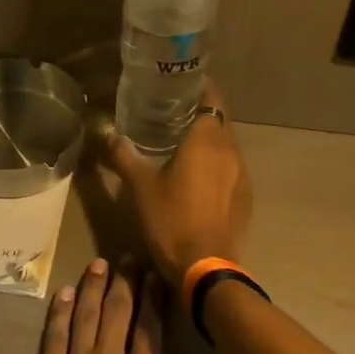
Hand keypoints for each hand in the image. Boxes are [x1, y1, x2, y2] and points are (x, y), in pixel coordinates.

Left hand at [26, 259, 221, 353]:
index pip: (150, 325)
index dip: (153, 295)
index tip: (155, 272)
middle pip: (118, 311)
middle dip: (125, 281)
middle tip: (129, 257)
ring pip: (85, 315)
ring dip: (92, 287)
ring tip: (99, 264)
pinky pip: (55, 335)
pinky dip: (59, 312)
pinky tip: (63, 293)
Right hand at [104, 80, 252, 286]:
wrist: (205, 267)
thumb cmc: (171, 220)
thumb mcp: (140, 187)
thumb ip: (124, 156)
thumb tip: (109, 135)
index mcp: (207, 139)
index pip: (211, 97)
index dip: (199, 87)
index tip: (179, 86)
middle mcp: (231, 151)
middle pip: (219, 120)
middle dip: (200, 113)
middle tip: (172, 113)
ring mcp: (242, 175)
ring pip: (226, 146)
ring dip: (209, 141)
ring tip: (182, 145)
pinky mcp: (245, 198)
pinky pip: (231, 169)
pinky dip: (216, 165)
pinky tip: (198, 178)